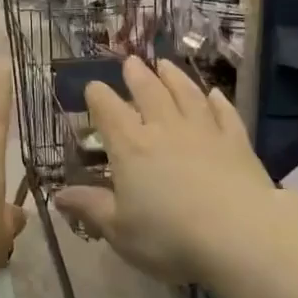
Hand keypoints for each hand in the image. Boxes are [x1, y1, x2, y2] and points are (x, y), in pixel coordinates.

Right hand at [56, 57, 274, 285]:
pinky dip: (217, 100)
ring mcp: (203, 130)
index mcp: (131, 147)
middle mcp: (165, 128)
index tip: (93, 86)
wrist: (239, 233)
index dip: (98, 96)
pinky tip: (214, 93)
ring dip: (174, 76)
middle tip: (131, 61)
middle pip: (149, 91)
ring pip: (186, 93)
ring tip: (165, 64)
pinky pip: (224, 112)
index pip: (109, 111)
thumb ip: (90, 208)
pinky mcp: (235, 140)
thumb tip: (58, 195)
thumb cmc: (170, 237)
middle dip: (137, 75)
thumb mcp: (120, 231)